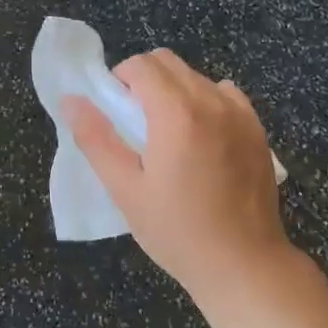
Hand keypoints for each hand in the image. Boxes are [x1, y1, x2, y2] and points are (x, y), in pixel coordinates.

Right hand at [65, 49, 291, 303]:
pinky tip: (202, 137)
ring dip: (174, 89)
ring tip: (168, 134)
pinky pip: (225, 94)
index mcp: (176, 112)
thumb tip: (70, 101)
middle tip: (135, 121)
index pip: (141, 65)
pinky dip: (206, 101)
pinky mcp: (257, 129)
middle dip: (144, 79)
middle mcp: (211, 101)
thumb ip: (95, 139)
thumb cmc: (177, 231)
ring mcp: (239, 113)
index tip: (115, 111)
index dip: (120, 79)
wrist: (244, 264)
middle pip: (168, 62)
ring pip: (196, 76)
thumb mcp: (125, 189)